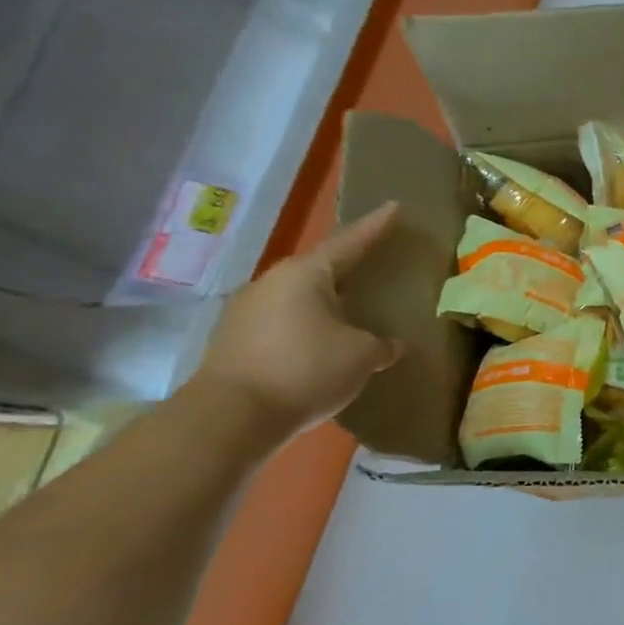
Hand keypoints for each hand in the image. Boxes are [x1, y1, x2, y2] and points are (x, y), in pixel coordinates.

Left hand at [194, 203, 403, 436]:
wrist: (230, 418)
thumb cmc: (305, 370)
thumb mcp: (361, 356)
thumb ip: (380, 344)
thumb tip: (388, 345)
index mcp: (306, 274)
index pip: (350, 242)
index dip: (375, 226)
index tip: (393, 207)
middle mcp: (272, 283)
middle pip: (319, 267)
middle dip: (347, 266)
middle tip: (373, 263)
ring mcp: (246, 311)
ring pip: (298, 297)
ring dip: (324, 301)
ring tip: (350, 309)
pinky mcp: (234, 342)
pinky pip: (282, 323)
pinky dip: (305, 326)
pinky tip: (320, 343)